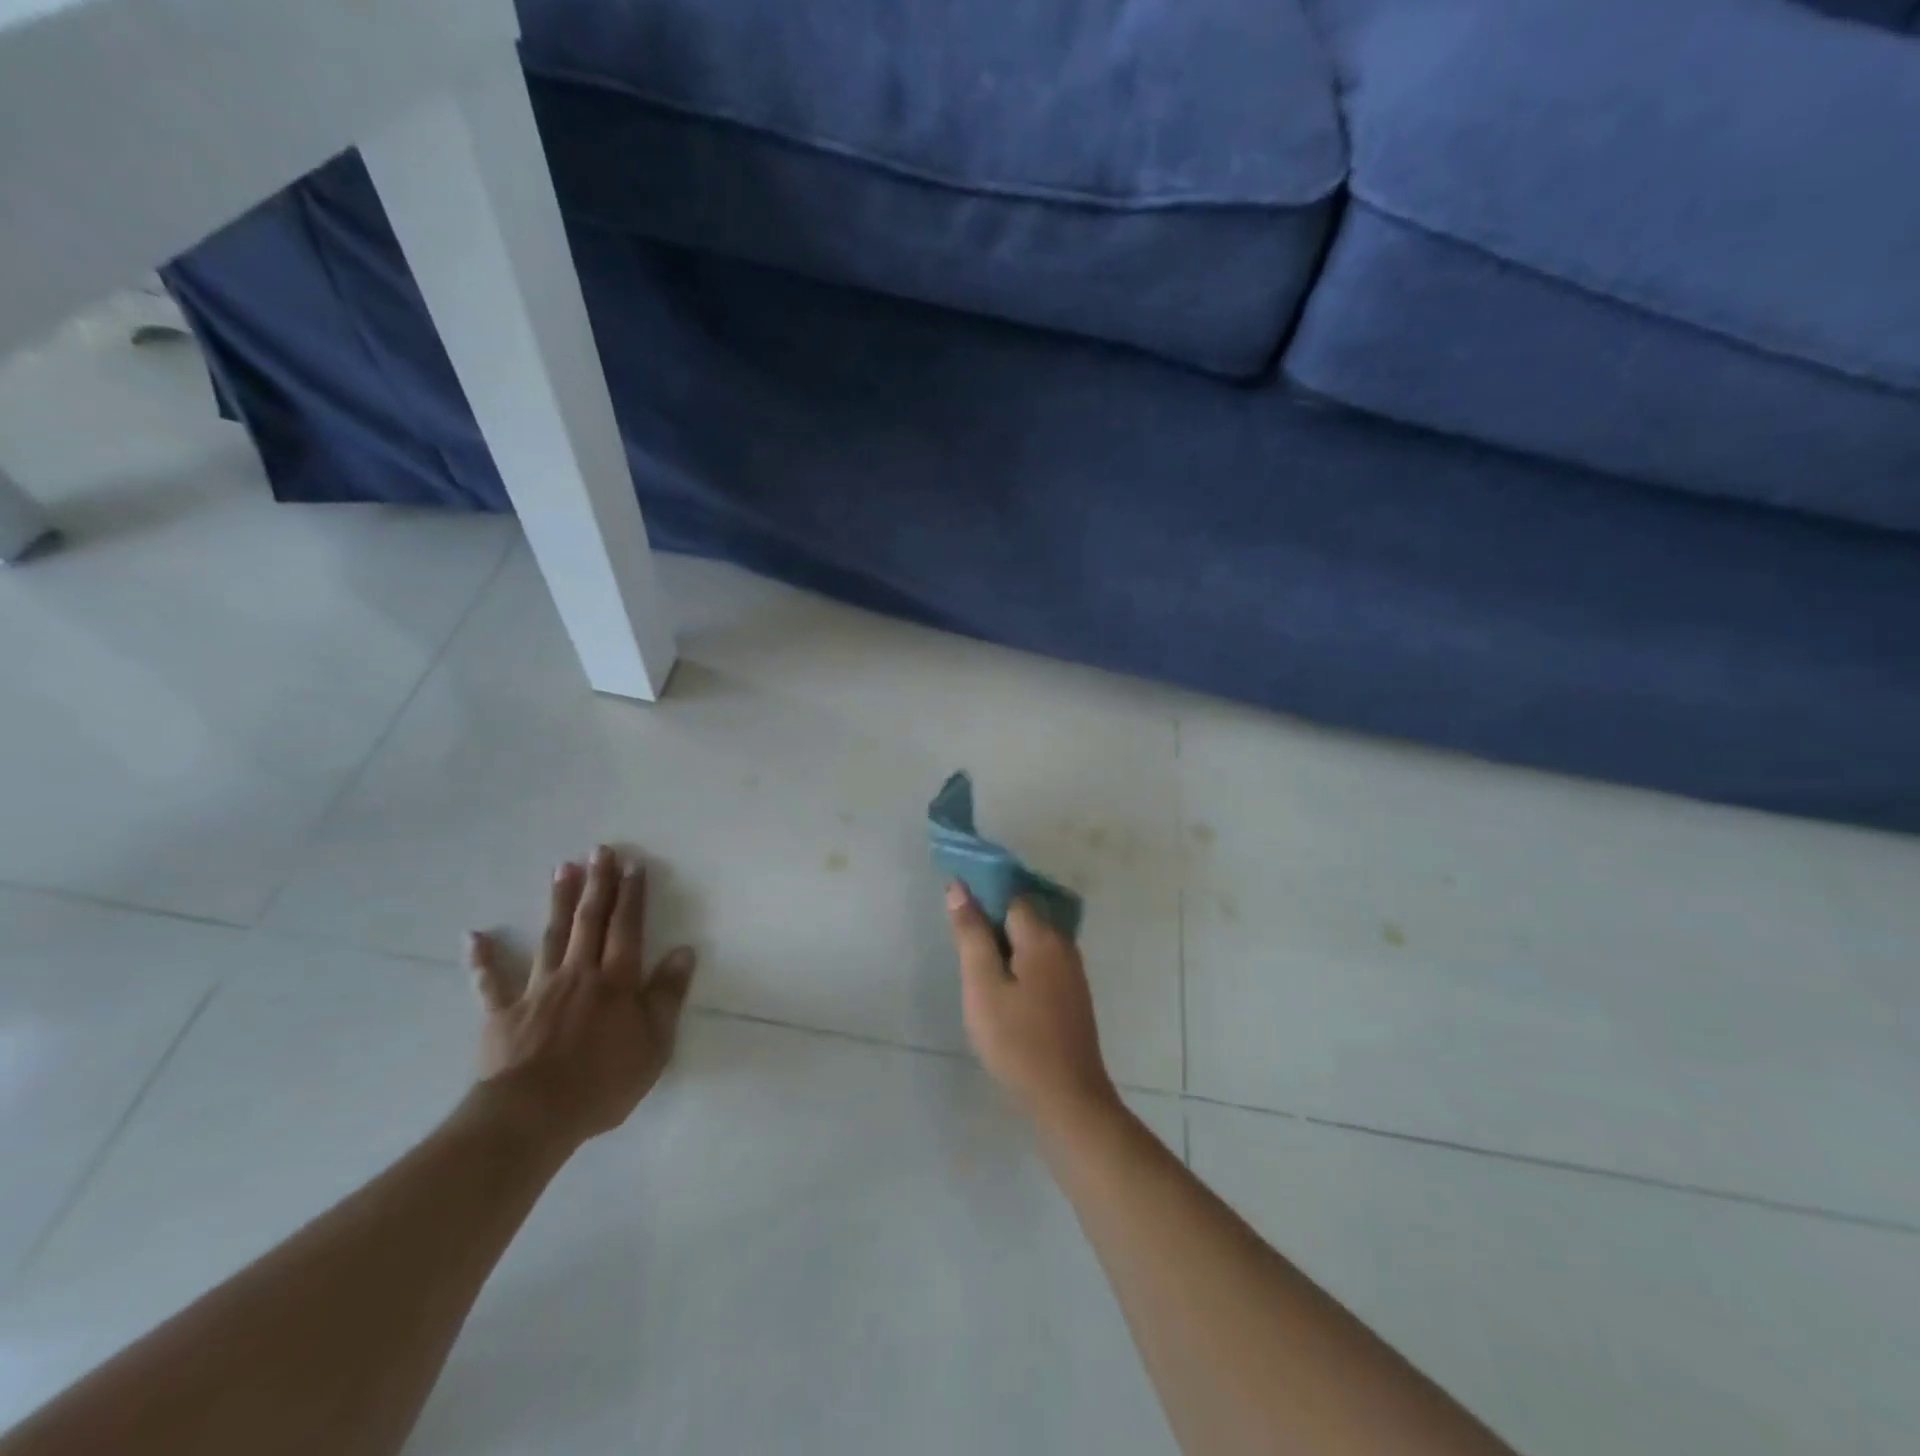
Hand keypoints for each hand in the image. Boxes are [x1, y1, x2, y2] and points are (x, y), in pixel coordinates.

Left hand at [466, 846, 696, 1148]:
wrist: (533, 1115)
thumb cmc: (603, 1081)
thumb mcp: (654, 1042)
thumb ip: (668, 994)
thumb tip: (683, 951)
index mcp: (616, 981)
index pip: (628, 928)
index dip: (632, 895)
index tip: (634, 864)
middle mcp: (579, 974)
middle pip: (589, 921)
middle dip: (598, 884)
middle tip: (599, 850)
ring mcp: (538, 990)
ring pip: (551, 937)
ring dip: (558, 901)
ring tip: (562, 868)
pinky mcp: (503, 1014)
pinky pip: (491, 982)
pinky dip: (482, 959)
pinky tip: (474, 935)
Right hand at [945, 883, 1118, 1126]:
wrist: (1067, 1098)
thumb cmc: (1017, 1041)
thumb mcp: (982, 987)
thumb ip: (971, 935)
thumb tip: (959, 888)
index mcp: (1042, 936)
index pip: (1009, 895)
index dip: (981, 896)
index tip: (956, 913)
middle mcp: (1063, 944)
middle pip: (1022, 915)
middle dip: (991, 920)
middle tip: (961, 946)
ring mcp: (1071, 970)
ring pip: (1032, 939)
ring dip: (1004, 944)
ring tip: (977, 968)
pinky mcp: (1072, 993)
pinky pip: (1041, 960)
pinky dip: (1019, 962)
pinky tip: (1003, 987)